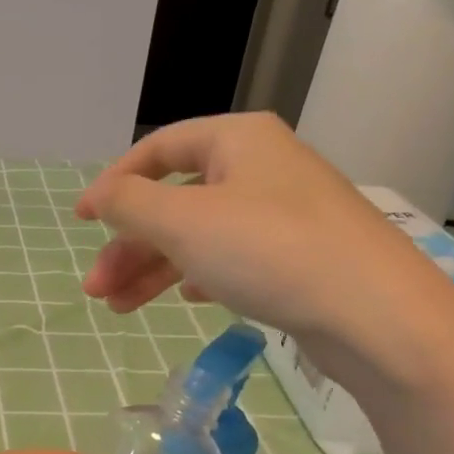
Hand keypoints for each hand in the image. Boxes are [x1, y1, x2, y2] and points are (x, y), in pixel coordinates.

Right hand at [77, 111, 453, 396]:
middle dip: (129, 245)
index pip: (158, 149)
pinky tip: (186, 299)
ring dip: (154, 269)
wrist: (373, 313)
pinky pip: (231, 257)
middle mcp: (261, 167)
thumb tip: (100, 196)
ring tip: (119, 308)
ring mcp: (282, 213)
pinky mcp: (297, 256)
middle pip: (175, 200)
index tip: (80, 221)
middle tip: (96, 289)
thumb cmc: (270, 251)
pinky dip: (198, 275)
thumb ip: (130, 204)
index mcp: (237, 140)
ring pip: (200, 235)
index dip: (113, 183)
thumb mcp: (184, 221)